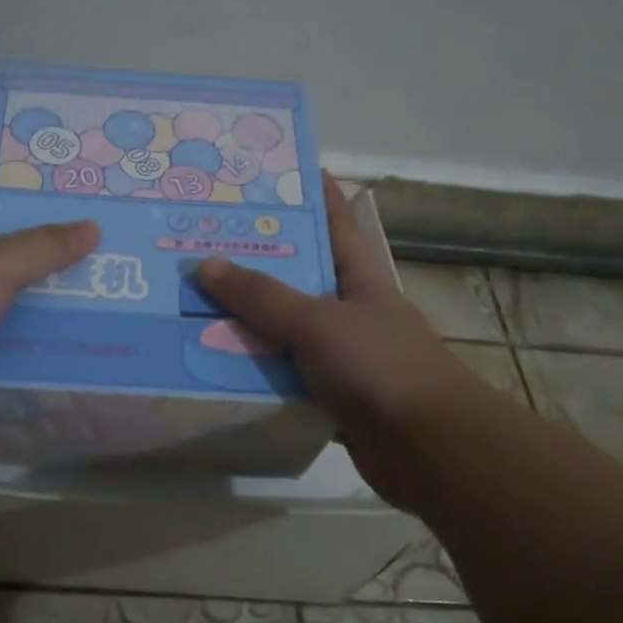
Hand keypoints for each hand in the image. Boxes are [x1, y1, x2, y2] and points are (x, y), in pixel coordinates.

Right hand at [196, 172, 488, 508]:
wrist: (429, 449)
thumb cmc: (381, 368)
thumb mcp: (319, 322)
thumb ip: (263, 296)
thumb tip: (206, 264)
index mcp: (360, 276)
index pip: (334, 220)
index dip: (309, 191)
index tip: (270, 172)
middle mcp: (350, 309)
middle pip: (297, 275)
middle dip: (255, 260)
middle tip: (202, 241)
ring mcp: (341, 353)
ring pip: (284, 328)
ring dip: (246, 321)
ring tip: (193, 301)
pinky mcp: (329, 394)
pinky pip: (282, 373)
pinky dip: (254, 369)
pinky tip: (214, 363)